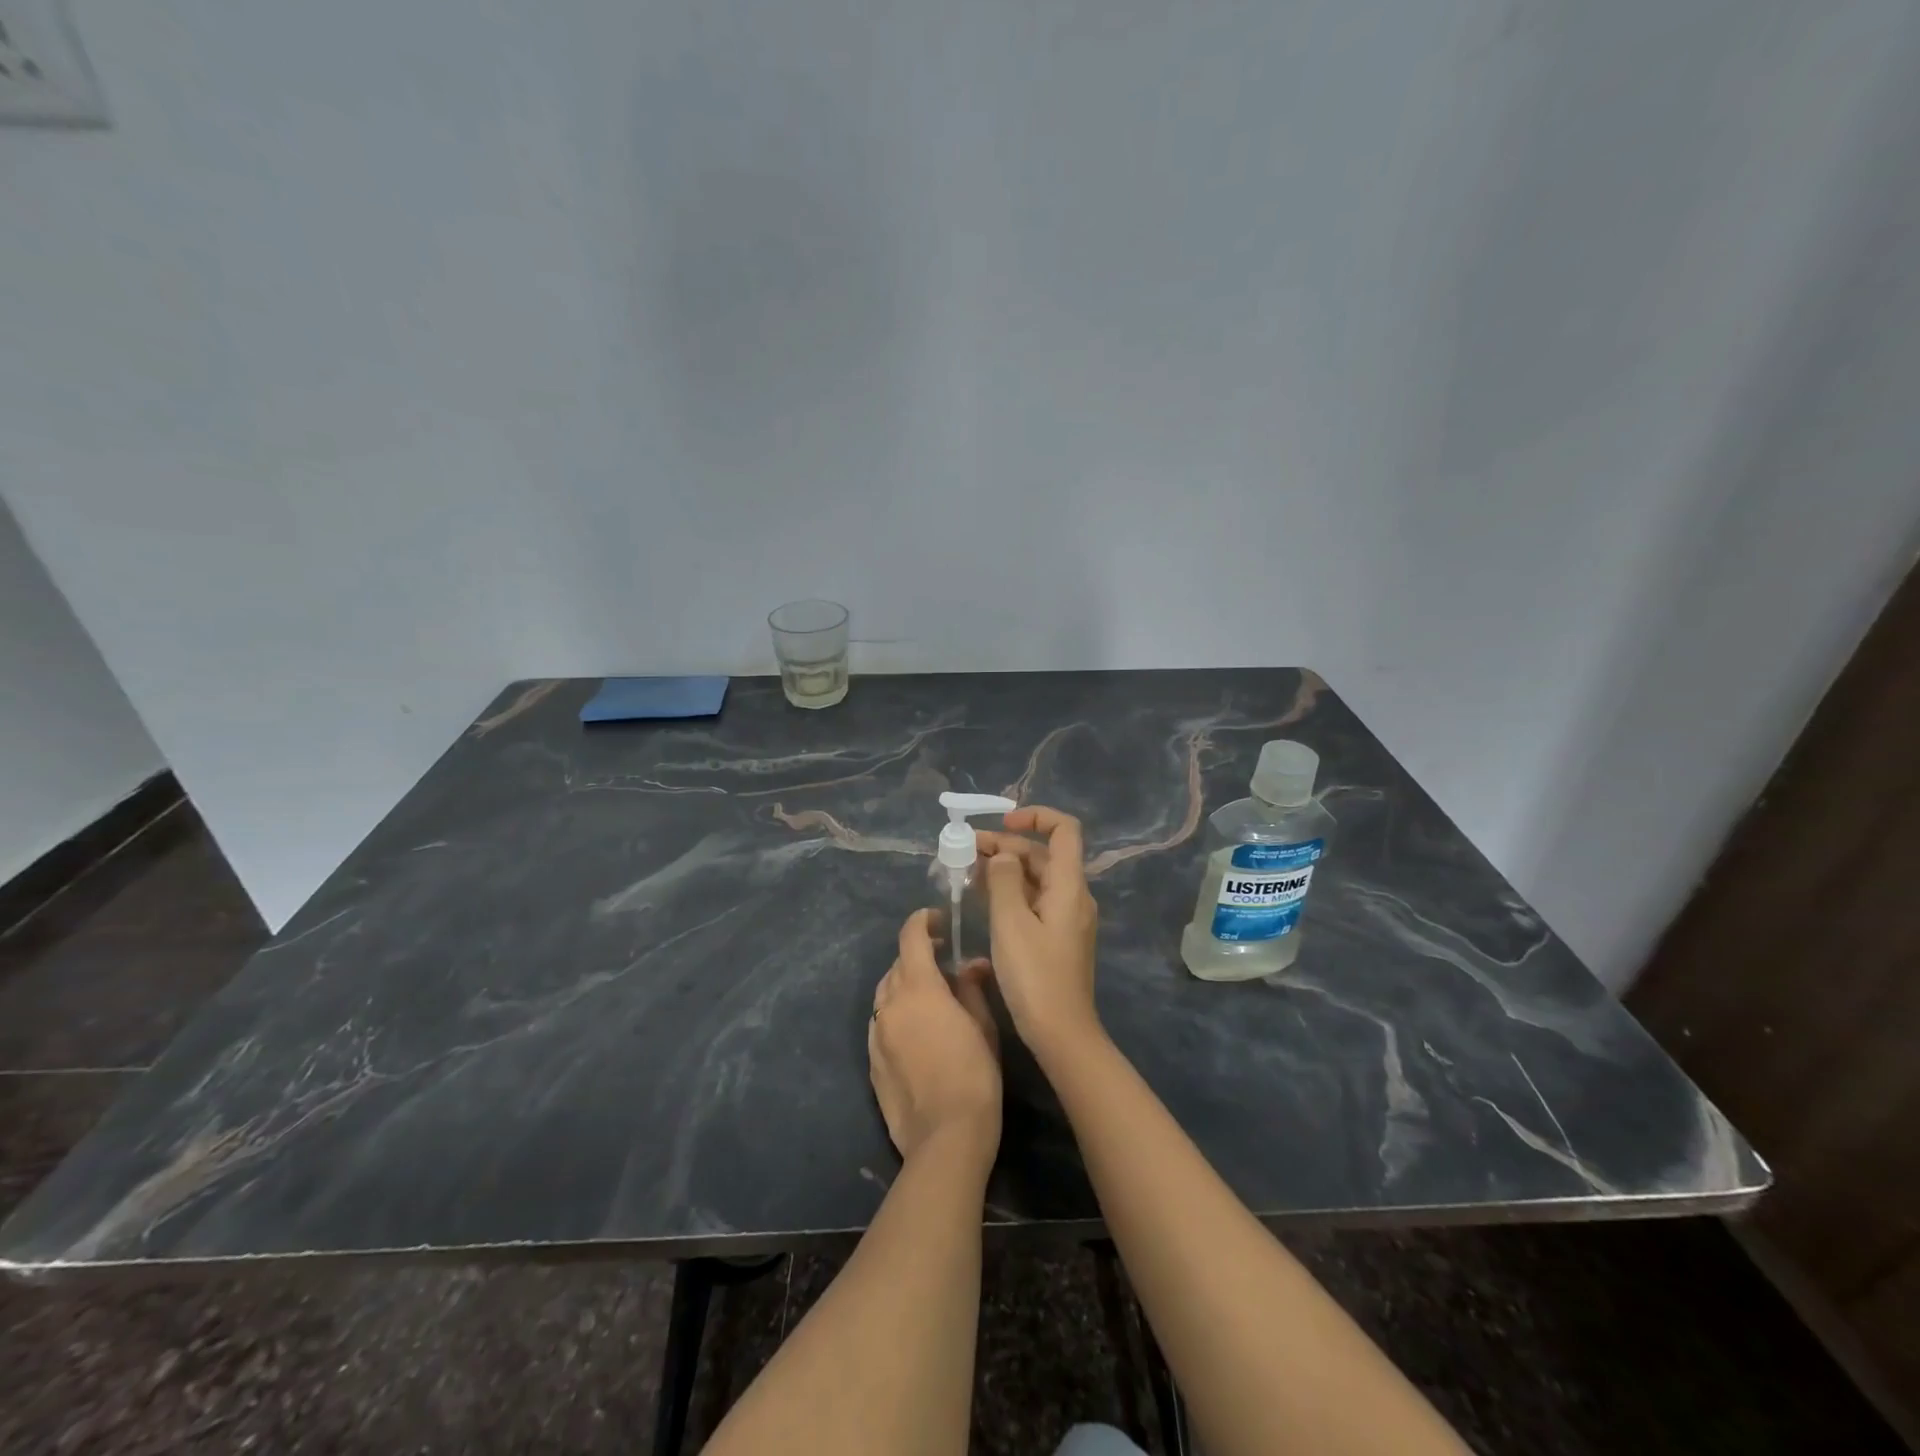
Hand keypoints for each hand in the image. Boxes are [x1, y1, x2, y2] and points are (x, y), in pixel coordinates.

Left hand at [869, 909, 1000, 1166]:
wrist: (945, 1137)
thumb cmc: (974, 1075)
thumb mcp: (983, 1026)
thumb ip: (972, 988)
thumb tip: (970, 965)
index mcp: (918, 987)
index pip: (910, 937)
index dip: (922, 921)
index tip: (939, 921)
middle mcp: (890, 1003)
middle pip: (898, 964)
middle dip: (918, 956)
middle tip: (944, 965)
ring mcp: (875, 1033)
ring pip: (885, 993)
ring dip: (904, 984)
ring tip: (929, 997)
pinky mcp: (871, 1061)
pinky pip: (880, 1022)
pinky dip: (896, 1014)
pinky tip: (916, 1031)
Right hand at [976, 806, 1100, 1060]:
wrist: (1061, 1033)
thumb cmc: (1035, 976)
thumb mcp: (1011, 923)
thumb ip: (1004, 881)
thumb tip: (1003, 856)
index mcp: (1069, 886)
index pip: (1064, 830)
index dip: (1035, 816)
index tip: (1001, 823)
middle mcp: (1073, 895)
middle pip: (1043, 854)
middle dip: (1006, 845)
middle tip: (965, 850)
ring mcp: (1066, 917)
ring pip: (1036, 878)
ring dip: (1005, 868)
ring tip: (966, 870)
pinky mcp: (1056, 937)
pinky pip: (1034, 900)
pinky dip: (1010, 891)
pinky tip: (983, 898)